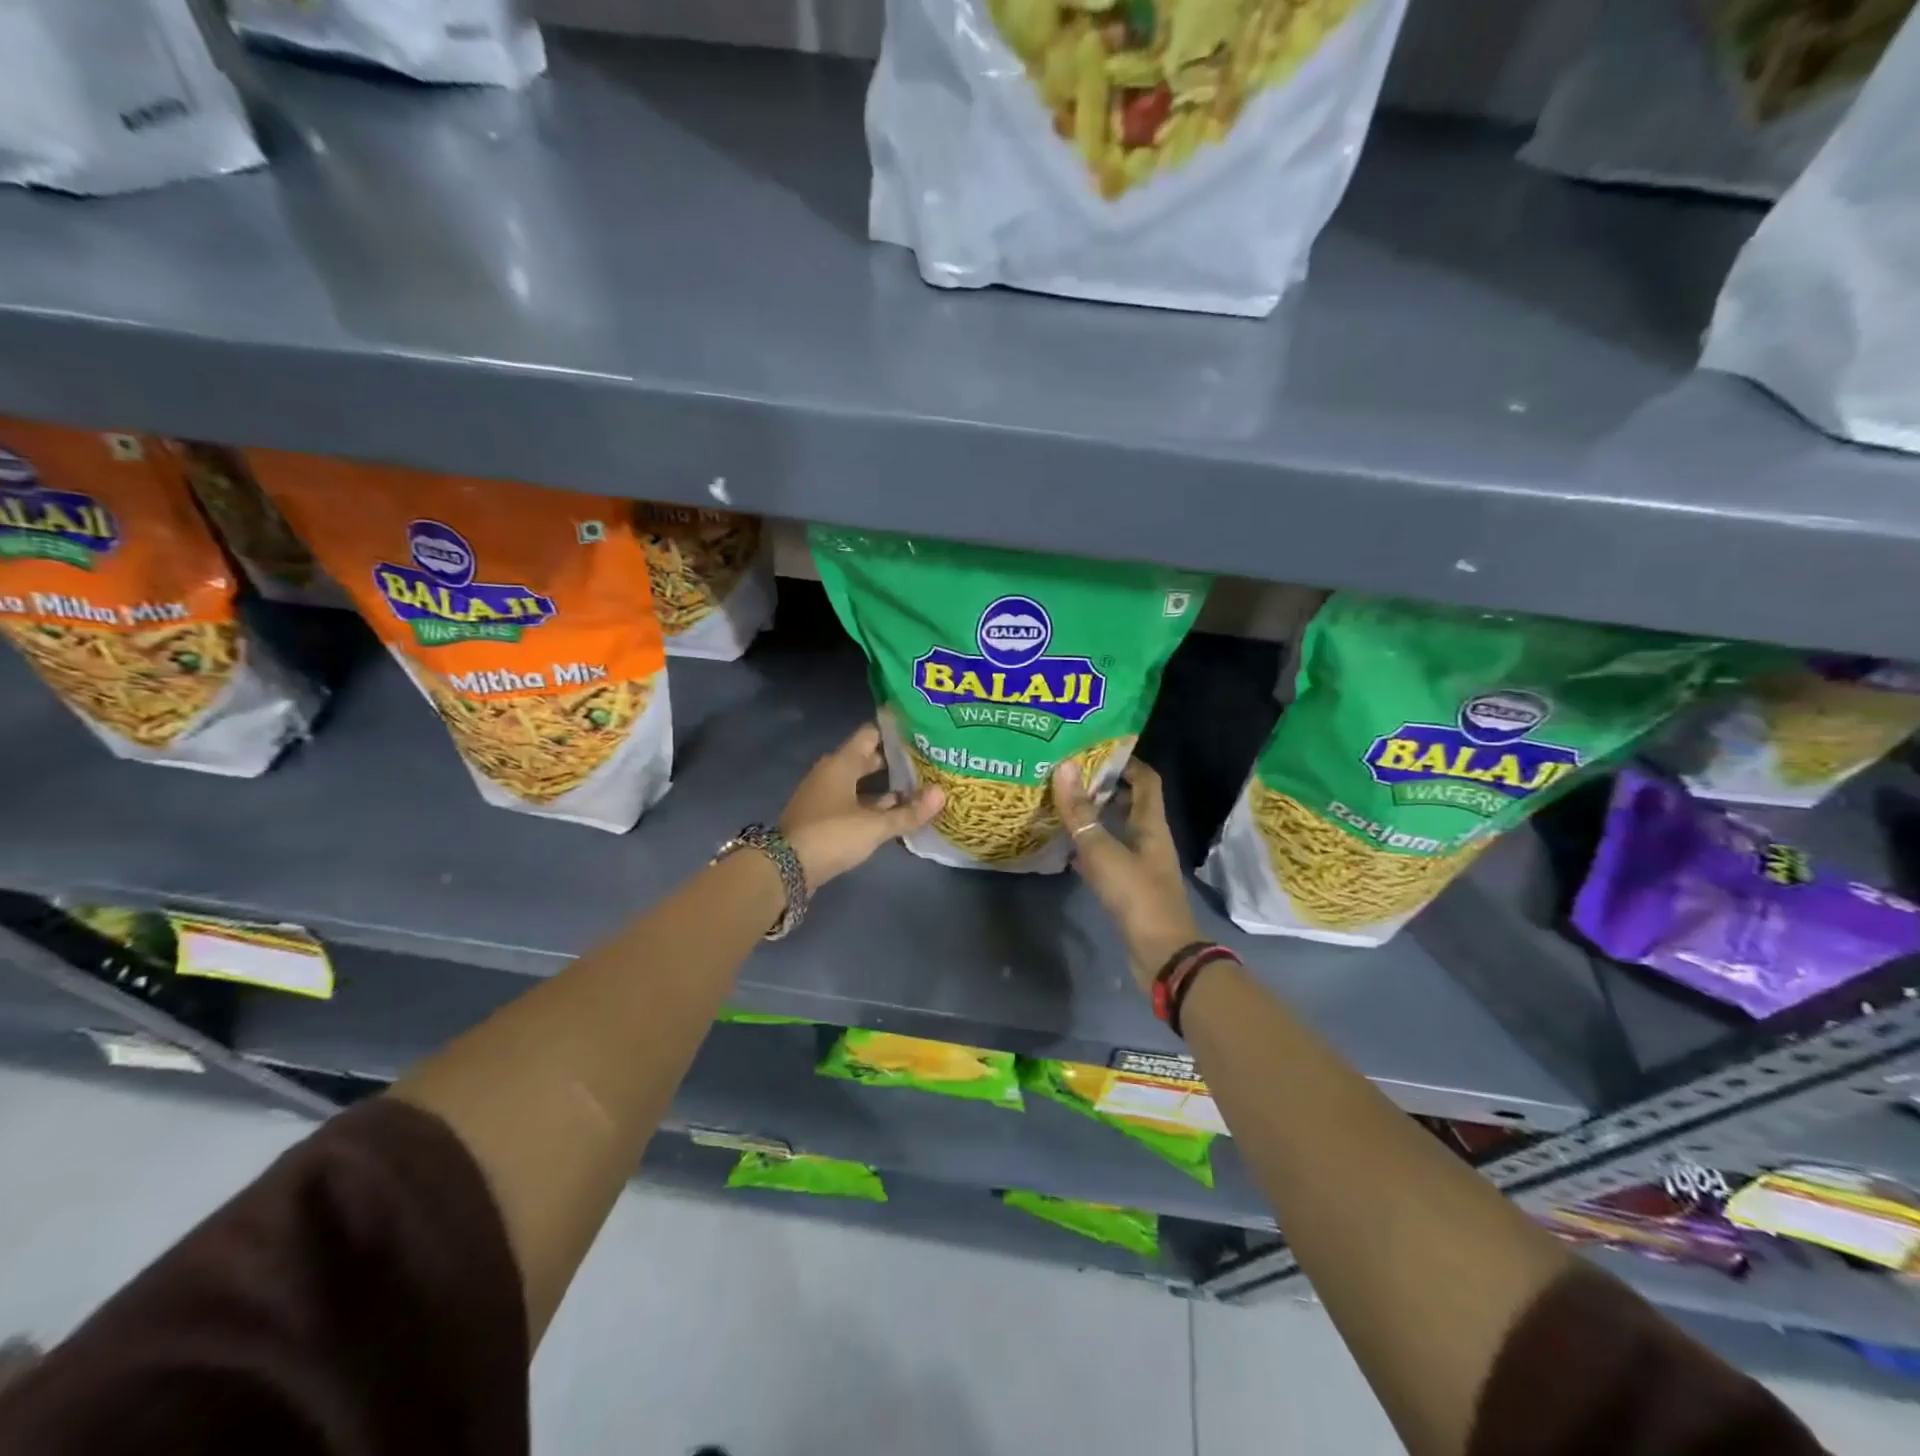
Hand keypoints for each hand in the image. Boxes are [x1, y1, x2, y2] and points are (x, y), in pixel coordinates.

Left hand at [782, 723, 943, 887]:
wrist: (785, 868)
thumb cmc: (831, 835)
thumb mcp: (875, 825)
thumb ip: (908, 812)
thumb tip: (942, 794)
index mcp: (841, 763)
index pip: (871, 734)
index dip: (895, 732)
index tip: (920, 733)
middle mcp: (830, 773)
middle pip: (866, 759)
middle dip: (894, 762)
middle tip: (926, 763)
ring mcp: (823, 796)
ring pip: (859, 783)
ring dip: (884, 787)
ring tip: (917, 790)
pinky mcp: (821, 817)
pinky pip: (852, 802)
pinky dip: (871, 805)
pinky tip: (893, 815)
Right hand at [1052, 758, 1199, 992]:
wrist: (1161, 954)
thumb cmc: (1137, 896)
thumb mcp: (1103, 851)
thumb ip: (1081, 812)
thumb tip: (1065, 767)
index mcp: (1151, 824)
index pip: (1145, 779)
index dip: (1124, 762)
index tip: (1093, 751)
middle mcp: (1149, 839)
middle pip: (1130, 803)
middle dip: (1103, 788)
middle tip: (1068, 777)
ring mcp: (1140, 864)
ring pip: (1117, 830)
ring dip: (1095, 817)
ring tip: (1062, 805)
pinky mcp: (1129, 887)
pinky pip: (1108, 857)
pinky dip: (1090, 848)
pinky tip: (1066, 848)